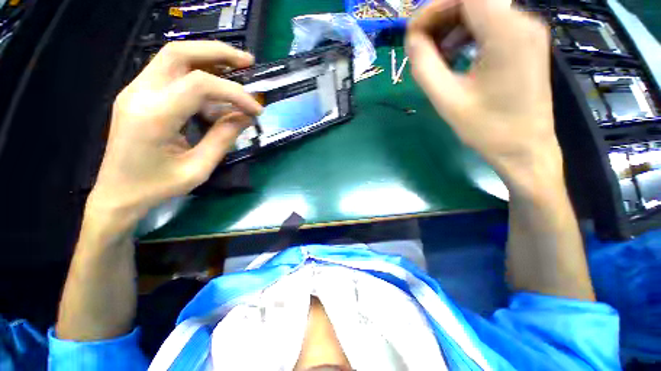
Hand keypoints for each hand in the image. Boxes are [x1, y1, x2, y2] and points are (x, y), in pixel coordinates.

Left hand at [87, 41, 262, 226]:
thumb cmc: (157, 187)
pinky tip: (214, 98)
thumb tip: (245, 117)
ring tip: (236, 74)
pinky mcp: (138, 95)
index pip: (200, 85)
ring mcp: (135, 91)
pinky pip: (171, 75)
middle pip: (179, 53)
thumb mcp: (199, 168)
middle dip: (218, 52)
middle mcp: (139, 94)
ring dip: (208, 60)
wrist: (117, 193)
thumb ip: (224, 139)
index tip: (256, 109)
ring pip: (173, 58)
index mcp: (154, 116)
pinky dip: (197, 77)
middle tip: (248, 61)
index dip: (235, 93)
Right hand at [407, 0, 560, 193]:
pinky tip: (453, 56)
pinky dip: (467, 34)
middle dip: (441, 16)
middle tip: (419, 44)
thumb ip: (424, 65)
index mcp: (507, 33)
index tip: (413, 32)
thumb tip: (411, 39)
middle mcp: (523, 22)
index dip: (434, 7)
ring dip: (452, 25)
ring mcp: (527, 31)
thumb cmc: (487, 129)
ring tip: (434, 54)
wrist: (524, 148)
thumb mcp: (446, 99)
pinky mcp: (525, 43)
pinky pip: (491, 25)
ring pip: (482, 10)